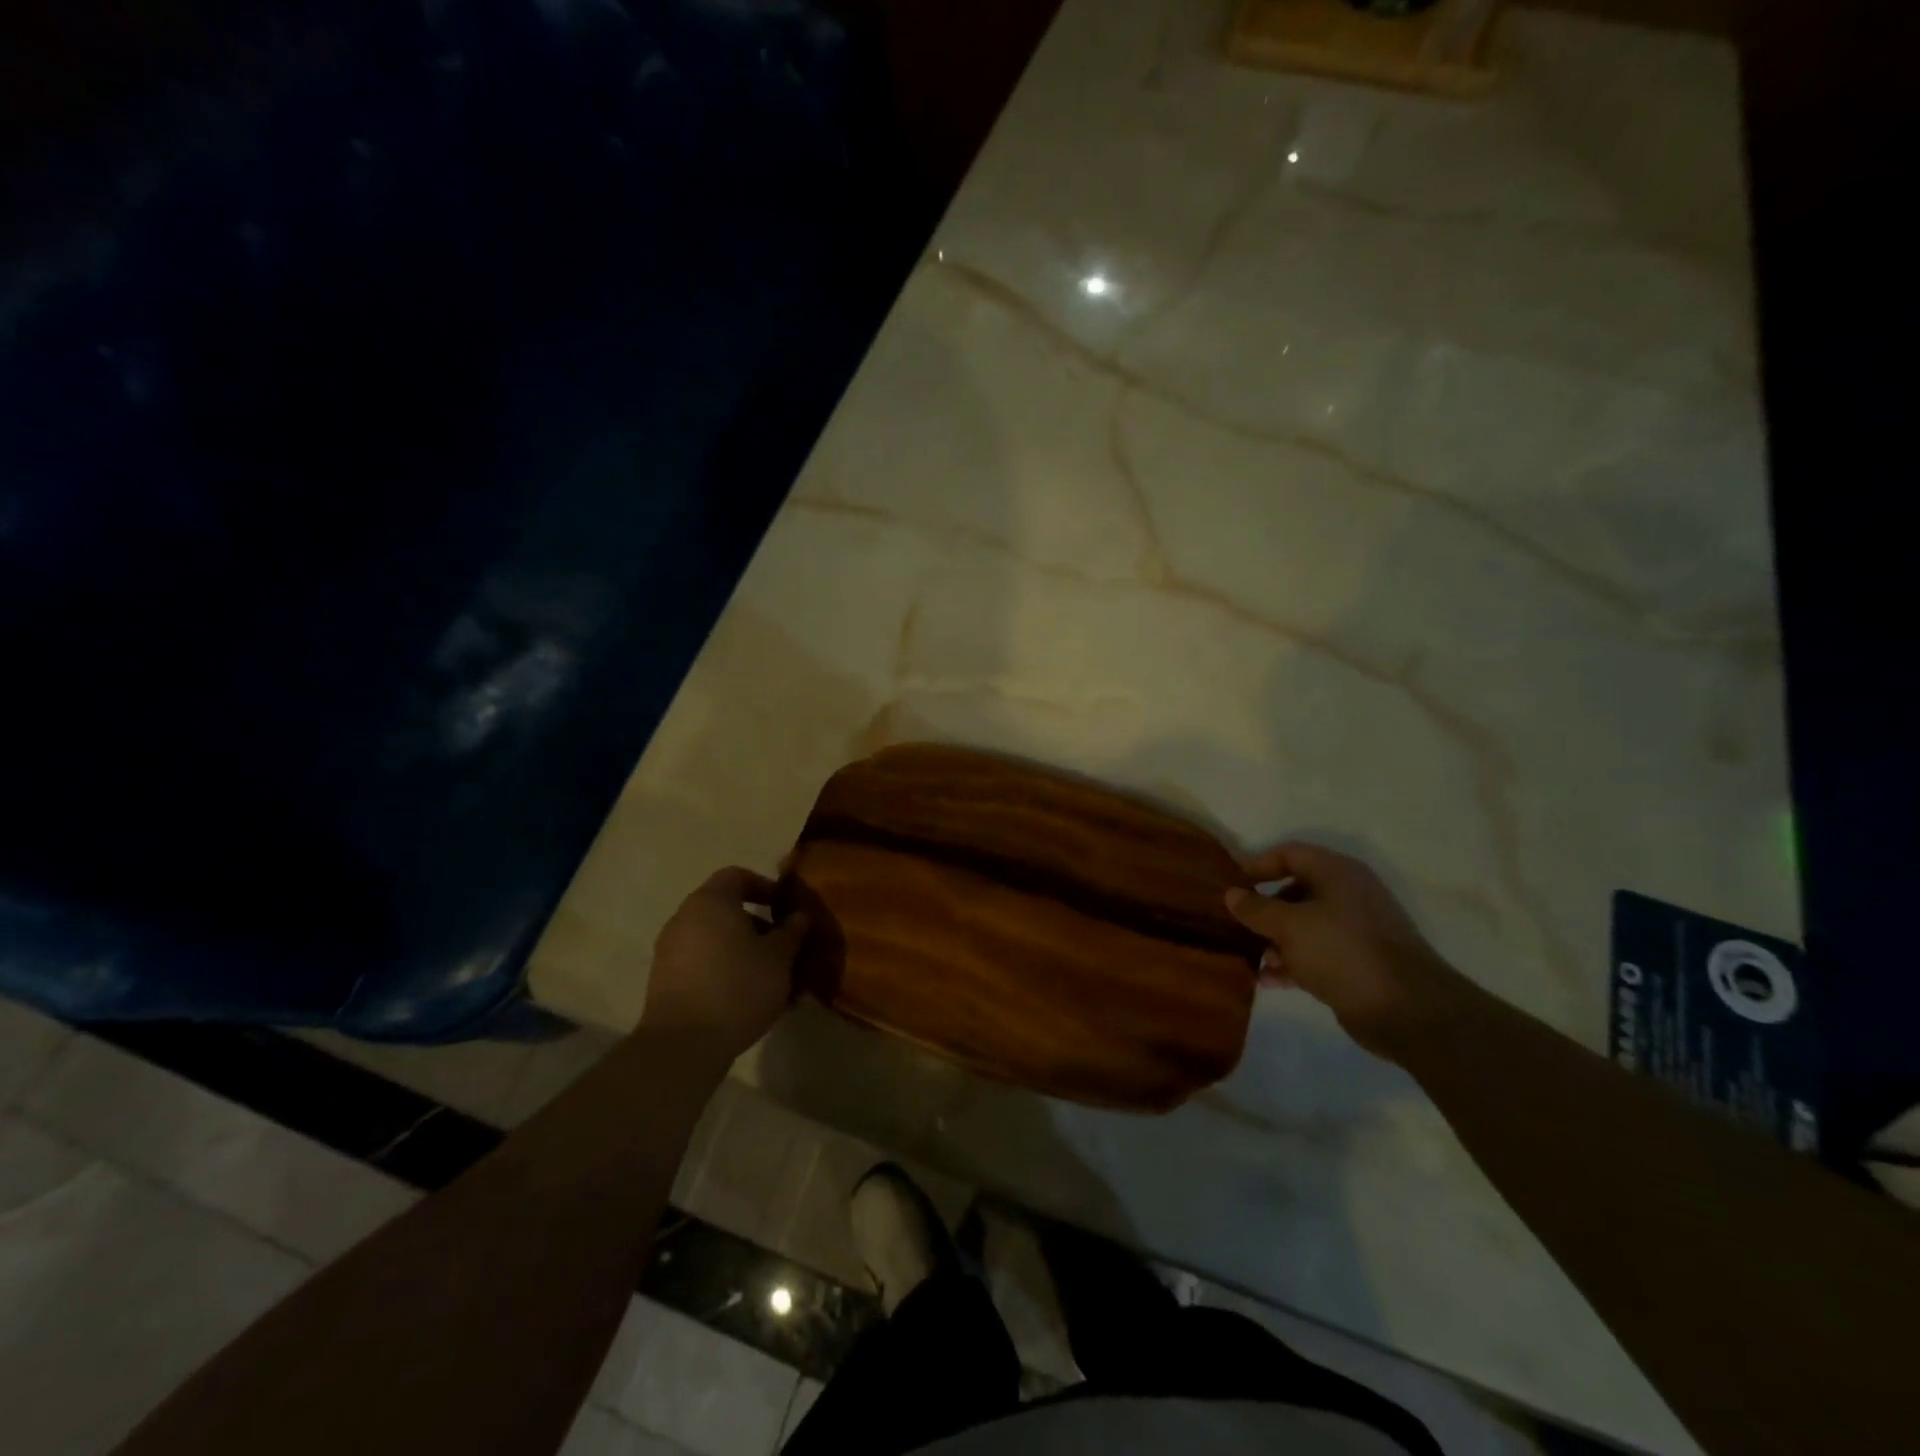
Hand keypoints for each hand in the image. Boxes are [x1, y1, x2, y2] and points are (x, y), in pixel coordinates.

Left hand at [639, 867, 810, 1066]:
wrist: (683, 1045)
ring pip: (715, 940)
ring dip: (743, 951)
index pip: (737, 875)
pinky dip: (725, 970)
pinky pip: (702, 964)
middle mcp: (684, 918)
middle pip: (725, 909)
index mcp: (711, 901)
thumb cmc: (738, 987)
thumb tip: (798, 917)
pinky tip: (748, 997)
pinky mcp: (665, 981)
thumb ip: (791, 932)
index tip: (785, 908)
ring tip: (771, 978)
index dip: (764, 887)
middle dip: (757, 925)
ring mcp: (670, 951)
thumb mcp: (779, 958)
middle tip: (783, 947)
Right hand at [1225, 842, 1467, 1059]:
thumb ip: (1257, 909)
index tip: (1233, 886)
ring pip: (1303, 926)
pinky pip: (1315, 954)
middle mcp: (1347, 895)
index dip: (1258, 865)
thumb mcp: (1289, 926)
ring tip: (1252, 958)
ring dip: (1275, 941)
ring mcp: (1354, 931)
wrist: (1406, 1009)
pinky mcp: (1356, 963)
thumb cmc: (1342, 951)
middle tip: (1236, 925)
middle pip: (1295, 891)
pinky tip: (1269, 980)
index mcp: (1337, 873)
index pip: (1290, 854)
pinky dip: (1292, 964)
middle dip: (1264, 910)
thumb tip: (1231, 894)